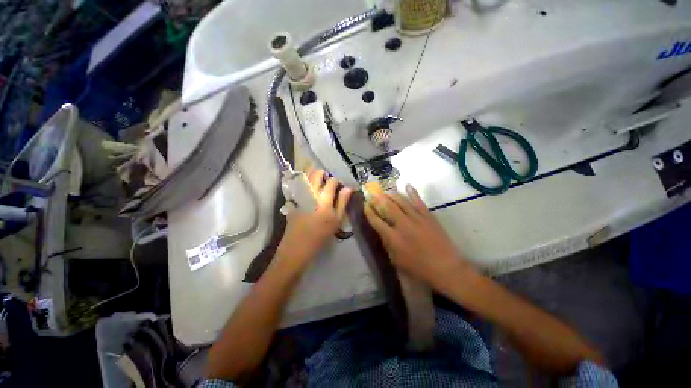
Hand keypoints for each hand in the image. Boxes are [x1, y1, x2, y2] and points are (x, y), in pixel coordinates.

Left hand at [278, 169, 352, 262]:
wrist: (298, 245)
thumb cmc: (321, 234)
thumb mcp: (336, 219)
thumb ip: (342, 201)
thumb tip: (348, 188)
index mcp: (324, 198)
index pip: (332, 181)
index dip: (337, 181)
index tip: (339, 186)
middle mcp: (311, 192)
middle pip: (316, 173)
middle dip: (323, 173)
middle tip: (328, 180)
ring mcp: (300, 194)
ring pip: (306, 176)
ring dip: (313, 175)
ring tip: (319, 182)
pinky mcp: (293, 199)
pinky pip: (298, 185)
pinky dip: (304, 182)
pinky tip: (309, 189)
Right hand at [363, 184, 472, 285]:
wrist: (445, 268)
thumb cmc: (419, 269)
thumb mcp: (396, 261)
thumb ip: (387, 244)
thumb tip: (382, 231)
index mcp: (393, 238)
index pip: (376, 221)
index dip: (369, 212)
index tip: (365, 205)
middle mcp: (402, 225)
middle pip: (387, 207)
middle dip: (378, 199)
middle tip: (373, 195)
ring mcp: (416, 218)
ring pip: (401, 201)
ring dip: (391, 195)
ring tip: (386, 192)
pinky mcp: (428, 216)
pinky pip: (418, 201)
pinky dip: (412, 192)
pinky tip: (407, 185)